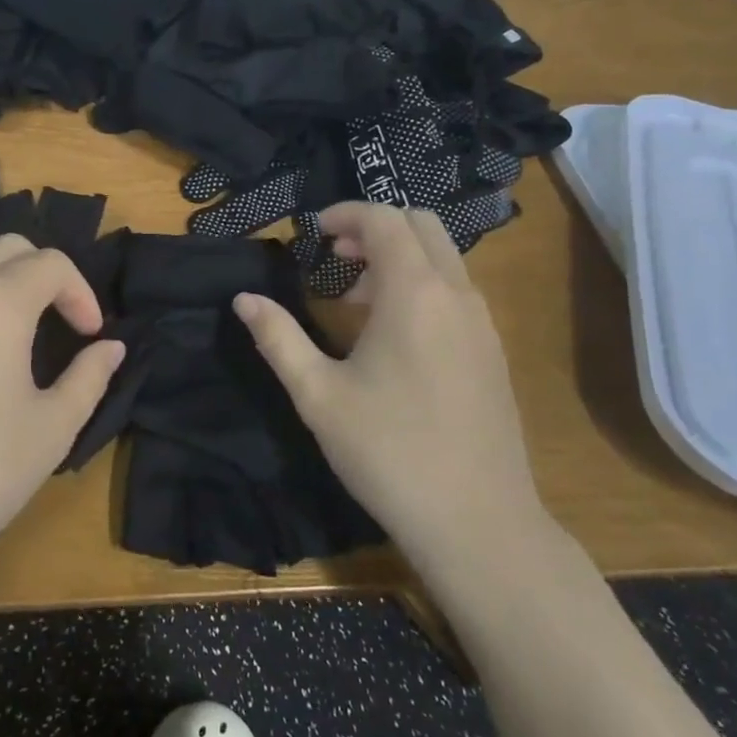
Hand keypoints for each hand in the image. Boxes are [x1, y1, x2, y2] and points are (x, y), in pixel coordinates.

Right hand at [233, 203, 559, 583]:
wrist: (477, 521)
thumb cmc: (387, 450)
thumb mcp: (318, 394)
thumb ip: (278, 338)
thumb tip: (244, 299)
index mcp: (414, 292)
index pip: (383, 219)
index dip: (344, 214)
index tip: (311, 234)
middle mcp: (456, 294)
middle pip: (421, 225)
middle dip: (375, 228)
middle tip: (334, 257)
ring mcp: (482, 323)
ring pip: (443, 258)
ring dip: (399, 258)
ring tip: (355, 302)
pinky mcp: (493, 351)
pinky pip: (456, 291)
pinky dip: (422, 286)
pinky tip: (393, 338)